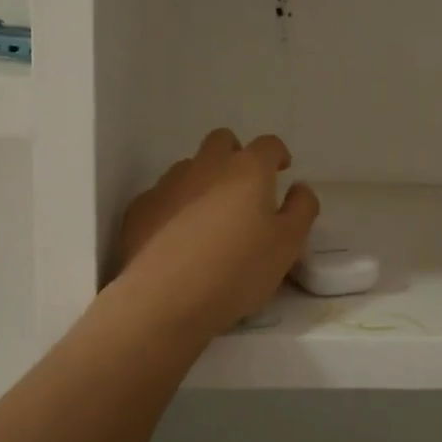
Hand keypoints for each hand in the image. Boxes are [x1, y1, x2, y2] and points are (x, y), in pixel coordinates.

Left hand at [116, 129, 320, 338]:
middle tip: (244, 188)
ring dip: (203, 181)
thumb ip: (301, 209)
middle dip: (236, 155)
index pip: (268, 145)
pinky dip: (174, 207)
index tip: (281, 171)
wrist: (164, 300)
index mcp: (247, 170)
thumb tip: (299, 189)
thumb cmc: (237, 270)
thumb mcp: (288, 245)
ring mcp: (167, 185)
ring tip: (209, 219)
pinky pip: (162, 196)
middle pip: (222, 142)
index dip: (277, 155)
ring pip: (190, 168)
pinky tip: (177, 238)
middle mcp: (205, 166)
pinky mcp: (139, 209)